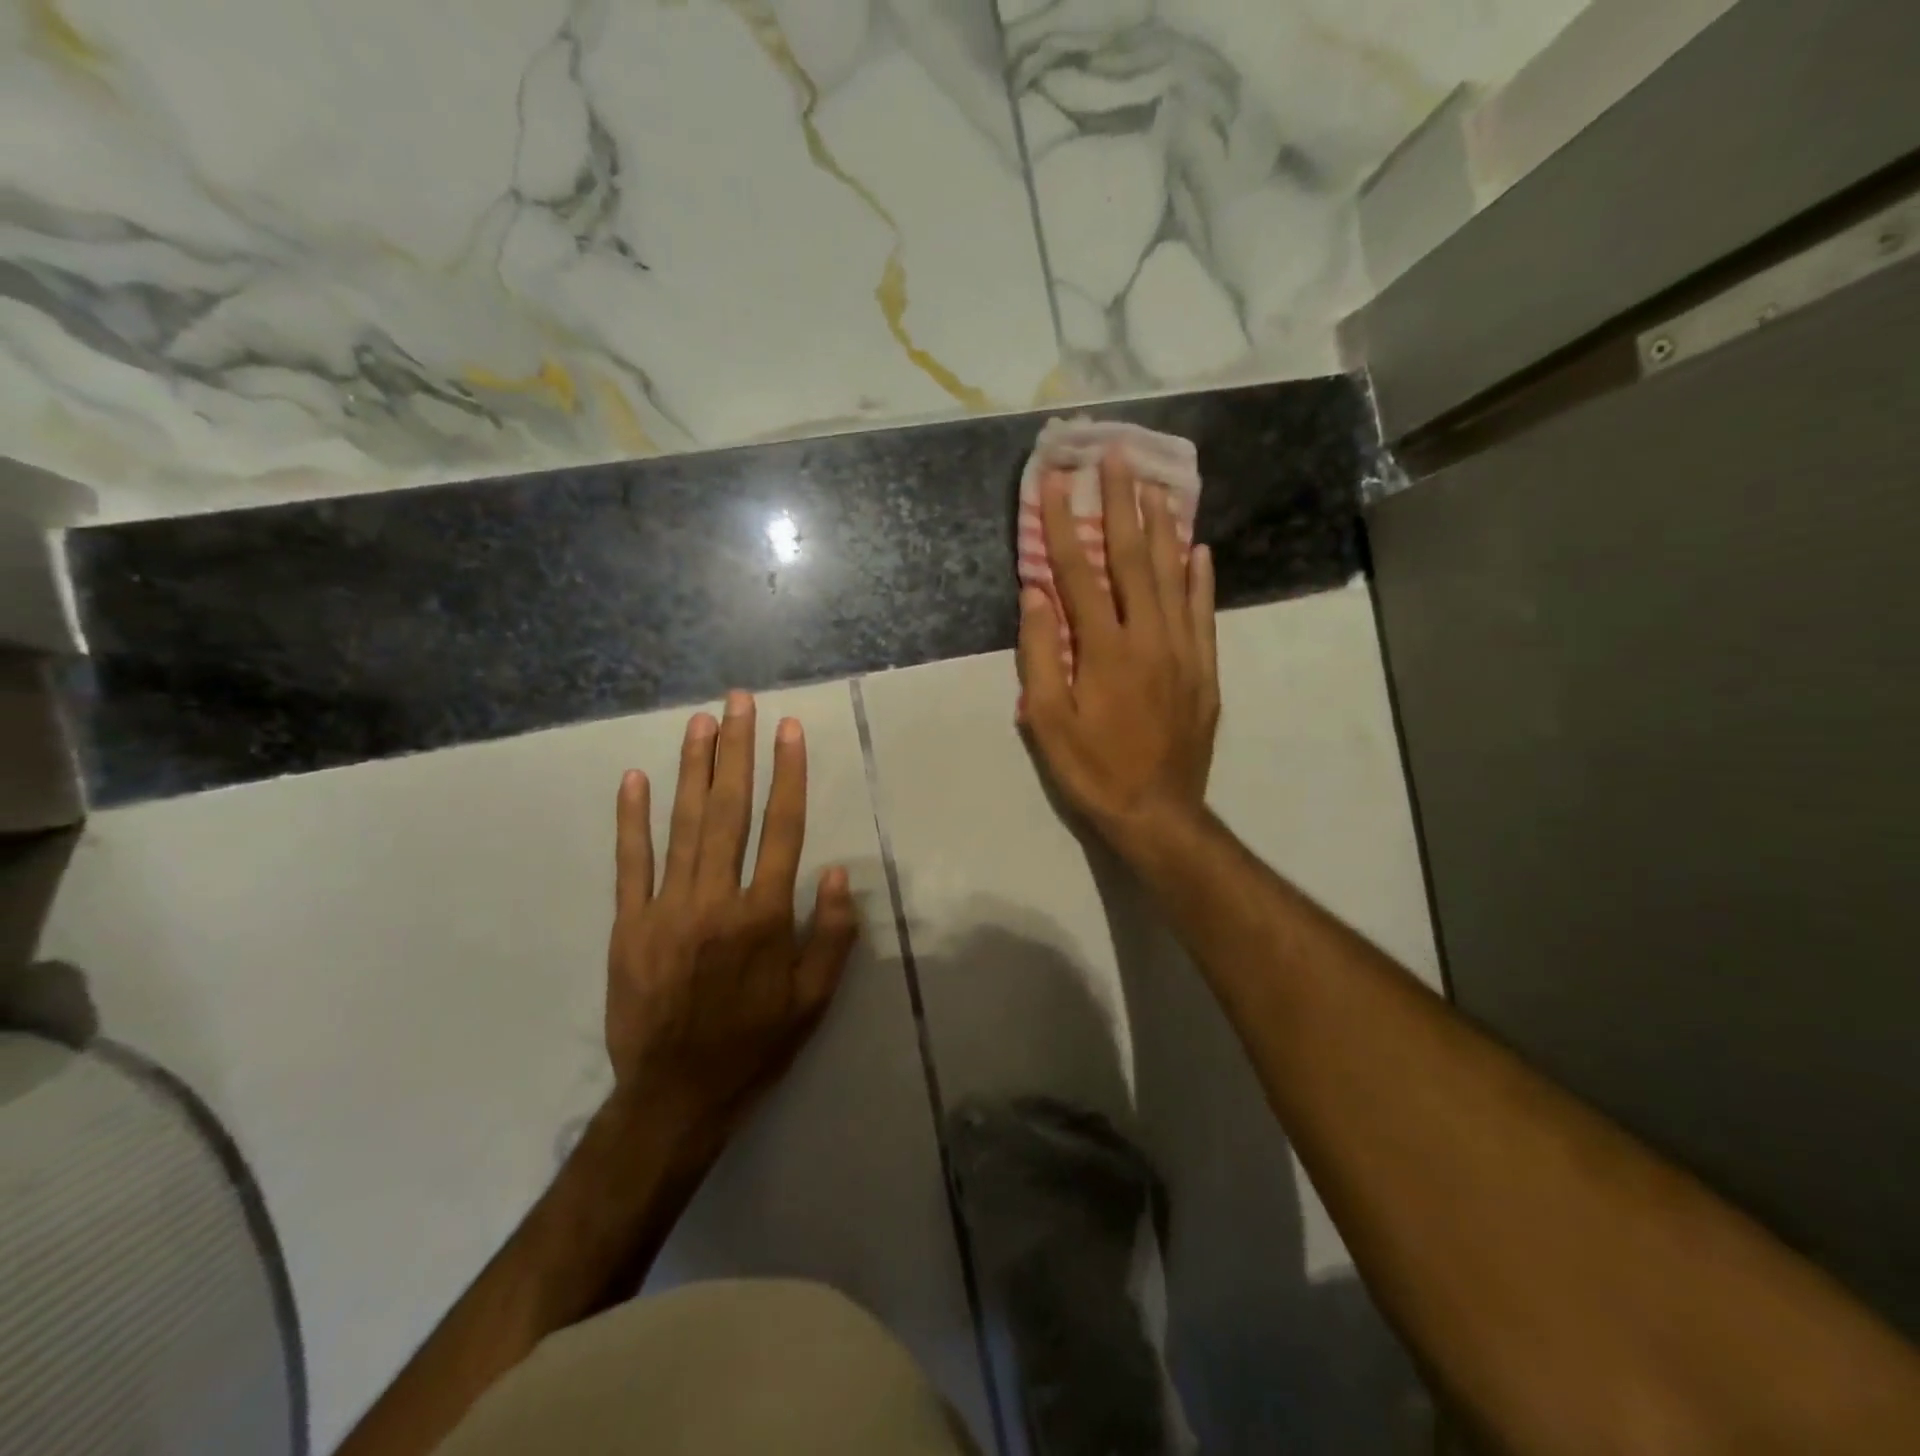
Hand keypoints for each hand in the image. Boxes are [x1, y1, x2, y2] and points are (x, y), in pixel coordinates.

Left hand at [604, 693, 859, 1132]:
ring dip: (693, 769)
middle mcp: (716, 900)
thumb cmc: (755, 1045)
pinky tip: (635, 779)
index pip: (781, 829)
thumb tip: (834, 870)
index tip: (789, 730)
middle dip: (736, 751)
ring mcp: (666, 909)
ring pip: (682, 825)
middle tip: (739, 702)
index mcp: (763, 916)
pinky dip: (632, 819)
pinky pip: (630, 863)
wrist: (675, 1096)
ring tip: (701, 722)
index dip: (788, 775)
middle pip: (729, 811)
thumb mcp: (813, 1000)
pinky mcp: (628, 925)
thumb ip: (830, 934)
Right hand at [1017, 449, 1219, 860]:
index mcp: (1104, 649)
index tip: (1059, 480)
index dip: (1065, 523)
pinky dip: (1200, 577)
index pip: (1079, 572)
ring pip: (1174, 575)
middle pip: (1135, 557)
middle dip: (1123, 503)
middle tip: (1119, 454)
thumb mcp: (1046, 721)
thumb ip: (1040, 654)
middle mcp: (1148, 637)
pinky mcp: (1205, 668)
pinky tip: (1198, 549)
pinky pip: (1203, 611)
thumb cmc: (1092, 770)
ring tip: (1157, 485)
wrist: (1158, 812)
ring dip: (1163, 526)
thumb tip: (1035, 594)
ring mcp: (1183, 650)